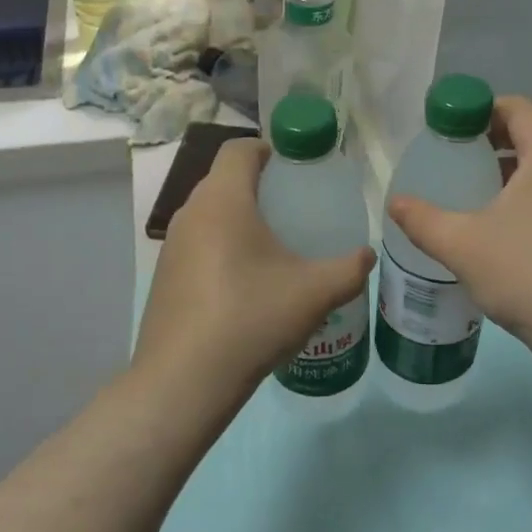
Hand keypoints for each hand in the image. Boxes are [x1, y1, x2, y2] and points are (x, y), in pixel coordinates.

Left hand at [135, 139, 373, 402]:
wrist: (183, 382)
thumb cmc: (251, 319)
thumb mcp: (314, 293)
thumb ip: (349, 269)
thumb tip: (367, 255)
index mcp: (222, 200)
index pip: (239, 149)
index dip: (269, 149)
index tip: (296, 170)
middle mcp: (190, 213)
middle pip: (224, 180)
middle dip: (259, 187)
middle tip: (295, 210)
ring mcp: (171, 246)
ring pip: (210, 214)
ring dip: (239, 220)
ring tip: (275, 249)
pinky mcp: (164, 277)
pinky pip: (198, 245)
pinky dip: (222, 248)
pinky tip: (246, 285)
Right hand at [387, 97, 531, 368]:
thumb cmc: (528, 274)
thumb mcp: (463, 245)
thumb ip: (423, 220)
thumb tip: (396, 203)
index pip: (518, 108)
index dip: (480, 110)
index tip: (448, 129)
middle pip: (531, 133)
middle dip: (489, 139)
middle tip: (452, 158)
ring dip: (507, 168)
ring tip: (470, 190)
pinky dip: (526, 192)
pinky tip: (498, 224)